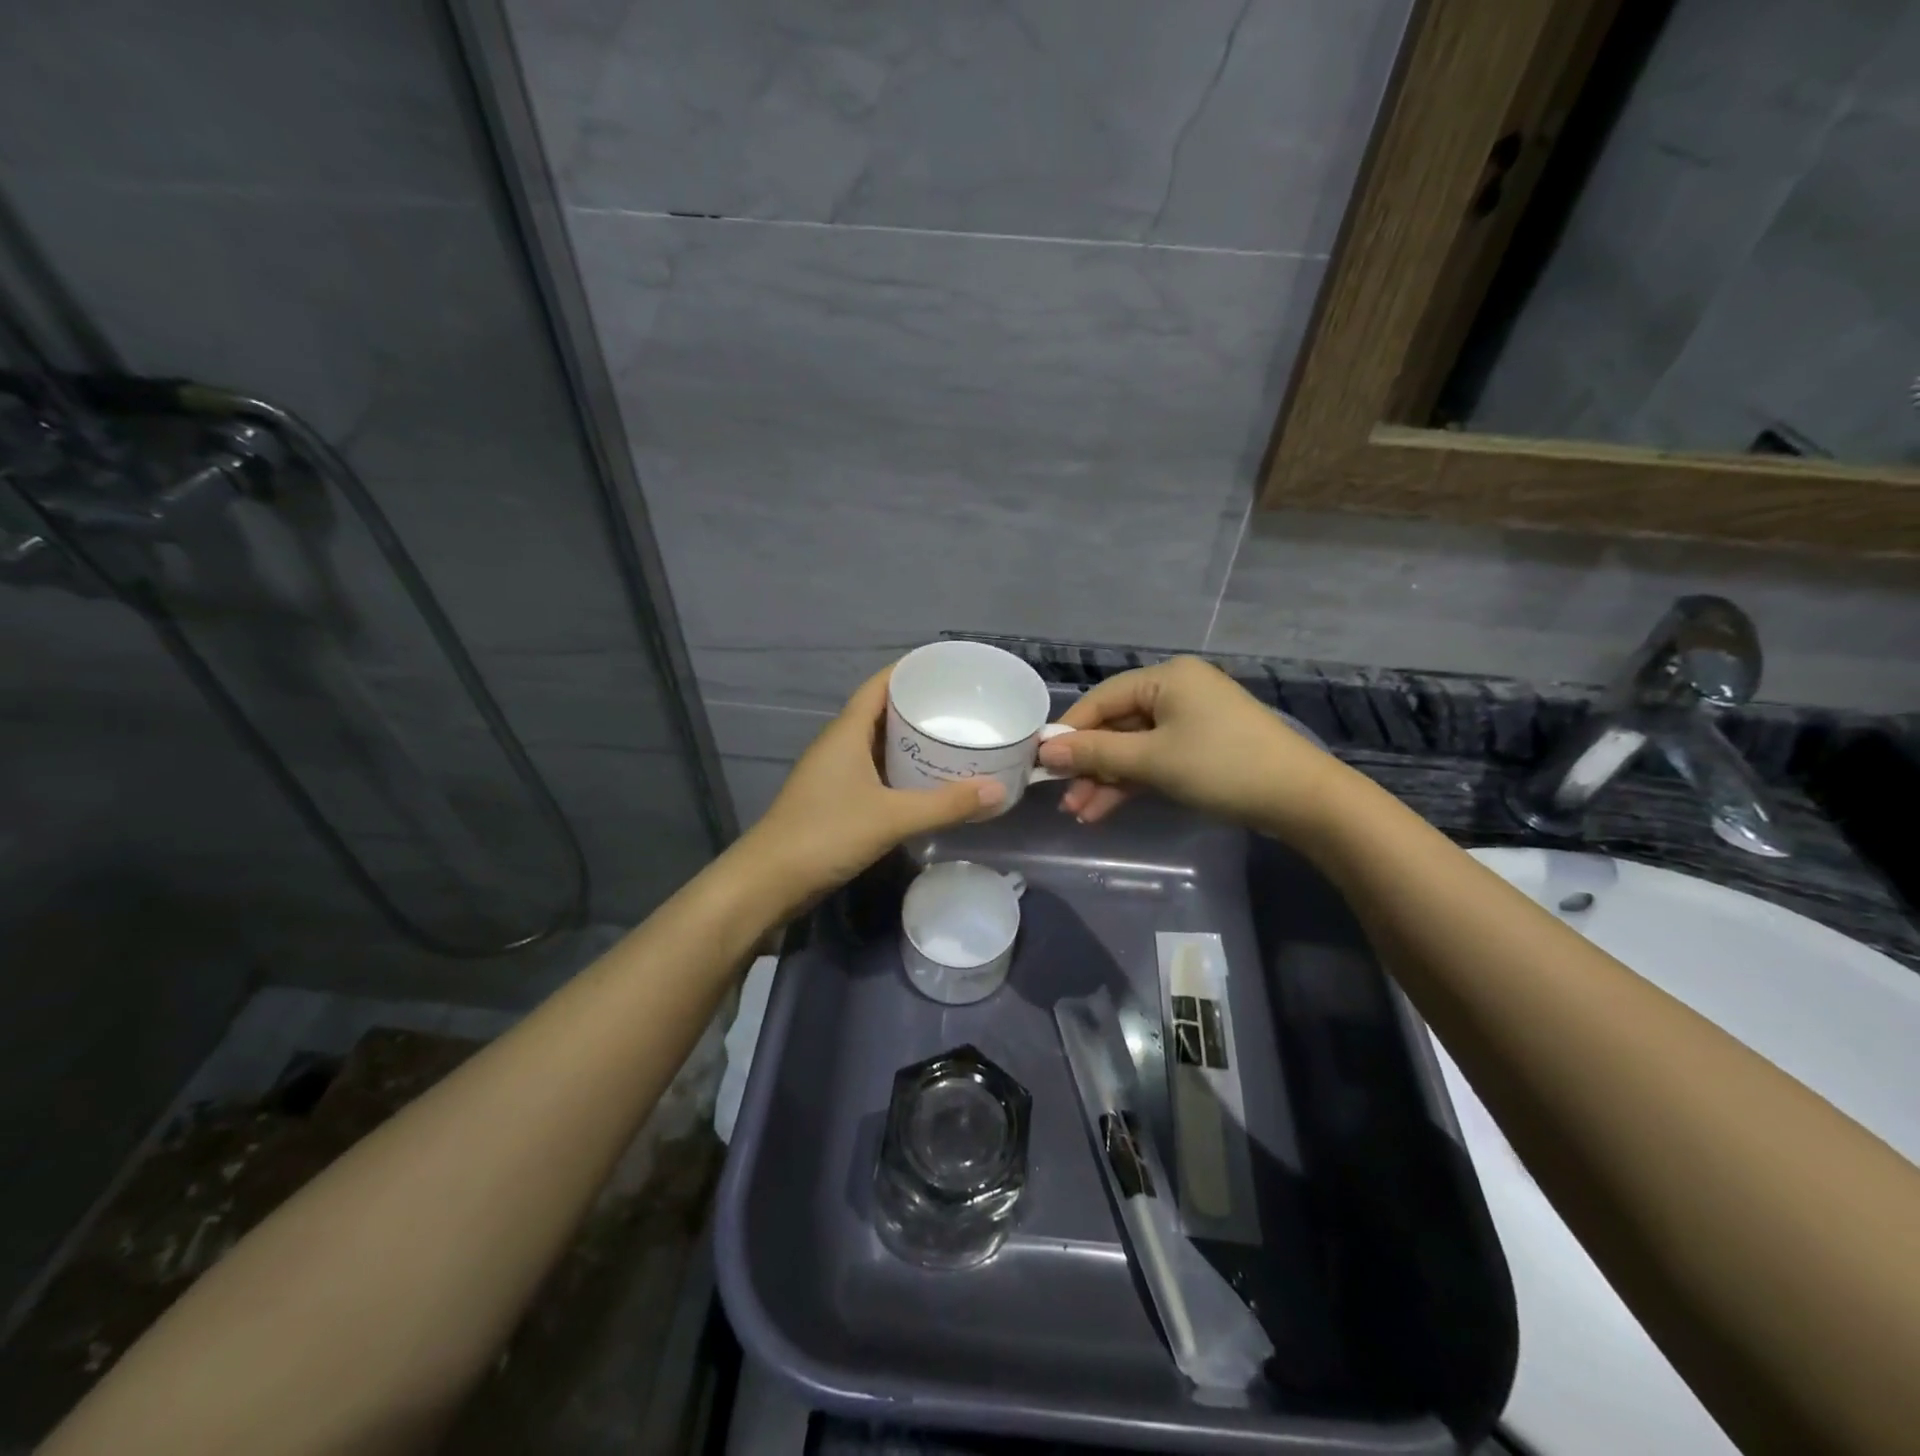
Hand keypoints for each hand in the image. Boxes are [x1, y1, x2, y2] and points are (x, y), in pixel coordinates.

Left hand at [739, 667, 1004, 906]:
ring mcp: (834, 774)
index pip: (879, 686)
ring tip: (953, 739)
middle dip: (919, 708)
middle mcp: (839, 745)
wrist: (769, 882)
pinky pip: (874, 772)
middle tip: (962, 708)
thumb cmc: (826, 835)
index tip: (947, 669)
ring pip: (878, 745)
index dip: (909, 671)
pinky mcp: (835, 800)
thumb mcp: (892, 818)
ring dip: (910, 741)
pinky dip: (900, 770)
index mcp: (846, 733)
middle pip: (882, 713)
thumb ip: (946, 804)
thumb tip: (999, 790)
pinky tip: (926, 781)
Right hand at [1035, 656, 1343, 836]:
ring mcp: (1190, 721)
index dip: (1070, 731)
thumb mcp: (1153, 760)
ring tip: (1080, 814)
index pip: (1102, 699)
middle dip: (1089, 765)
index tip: (1041, 762)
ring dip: (1106, 780)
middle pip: (1116, 726)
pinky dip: (1131, 783)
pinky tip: (1104, 809)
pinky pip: (1154, 760)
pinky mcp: (1200, 749)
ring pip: (1133, 748)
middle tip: (1062, 798)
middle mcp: (1176, 691)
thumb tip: (1046, 750)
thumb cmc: (1222, 766)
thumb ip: (1097, 754)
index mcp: (1167, 678)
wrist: (1301, 799)